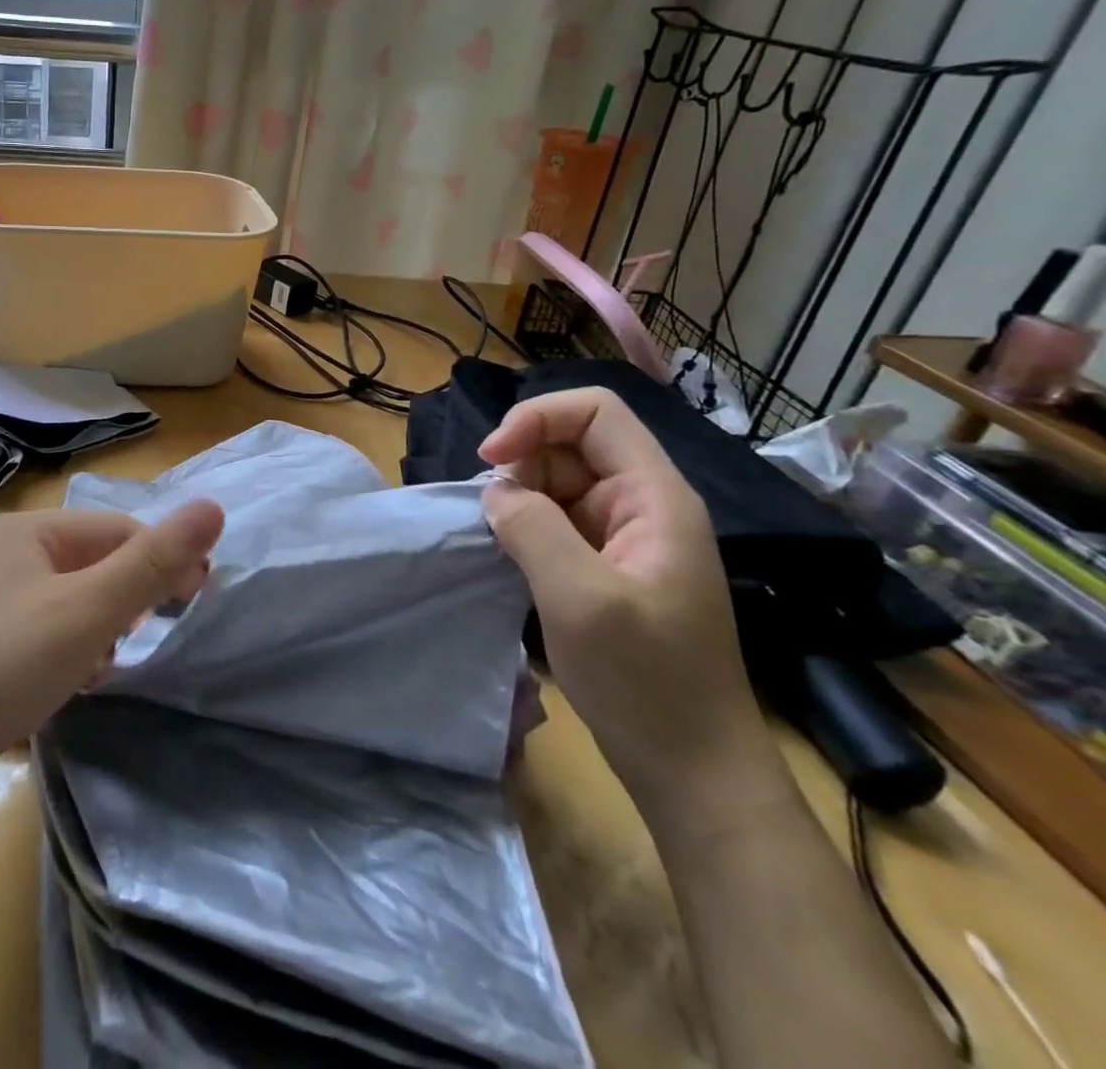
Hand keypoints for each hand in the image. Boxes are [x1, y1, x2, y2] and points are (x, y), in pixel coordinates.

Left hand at [0, 500, 225, 806]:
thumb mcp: (87, 611)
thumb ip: (152, 562)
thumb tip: (212, 507)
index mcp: (26, 532)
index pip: (115, 529)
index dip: (161, 559)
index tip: (196, 599)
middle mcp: (1, 557)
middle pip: (89, 564)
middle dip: (125, 599)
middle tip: (144, 639)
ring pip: (65, 604)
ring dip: (96, 630)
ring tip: (102, 669)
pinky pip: (37, 637)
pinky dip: (63, 655)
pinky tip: (67, 687)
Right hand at [478, 387, 774, 814]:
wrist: (690, 768)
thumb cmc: (645, 680)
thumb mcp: (581, 598)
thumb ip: (532, 526)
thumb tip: (497, 491)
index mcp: (654, 497)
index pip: (595, 412)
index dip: (537, 418)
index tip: (491, 460)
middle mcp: (641, 504)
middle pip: (570, 443)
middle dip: (522, 463)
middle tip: (495, 516)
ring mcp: (624, 536)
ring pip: (556, 481)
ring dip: (519, 497)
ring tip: (502, 542)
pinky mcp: (605, 565)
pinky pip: (555, 519)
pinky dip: (524, 526)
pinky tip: (511, 556)